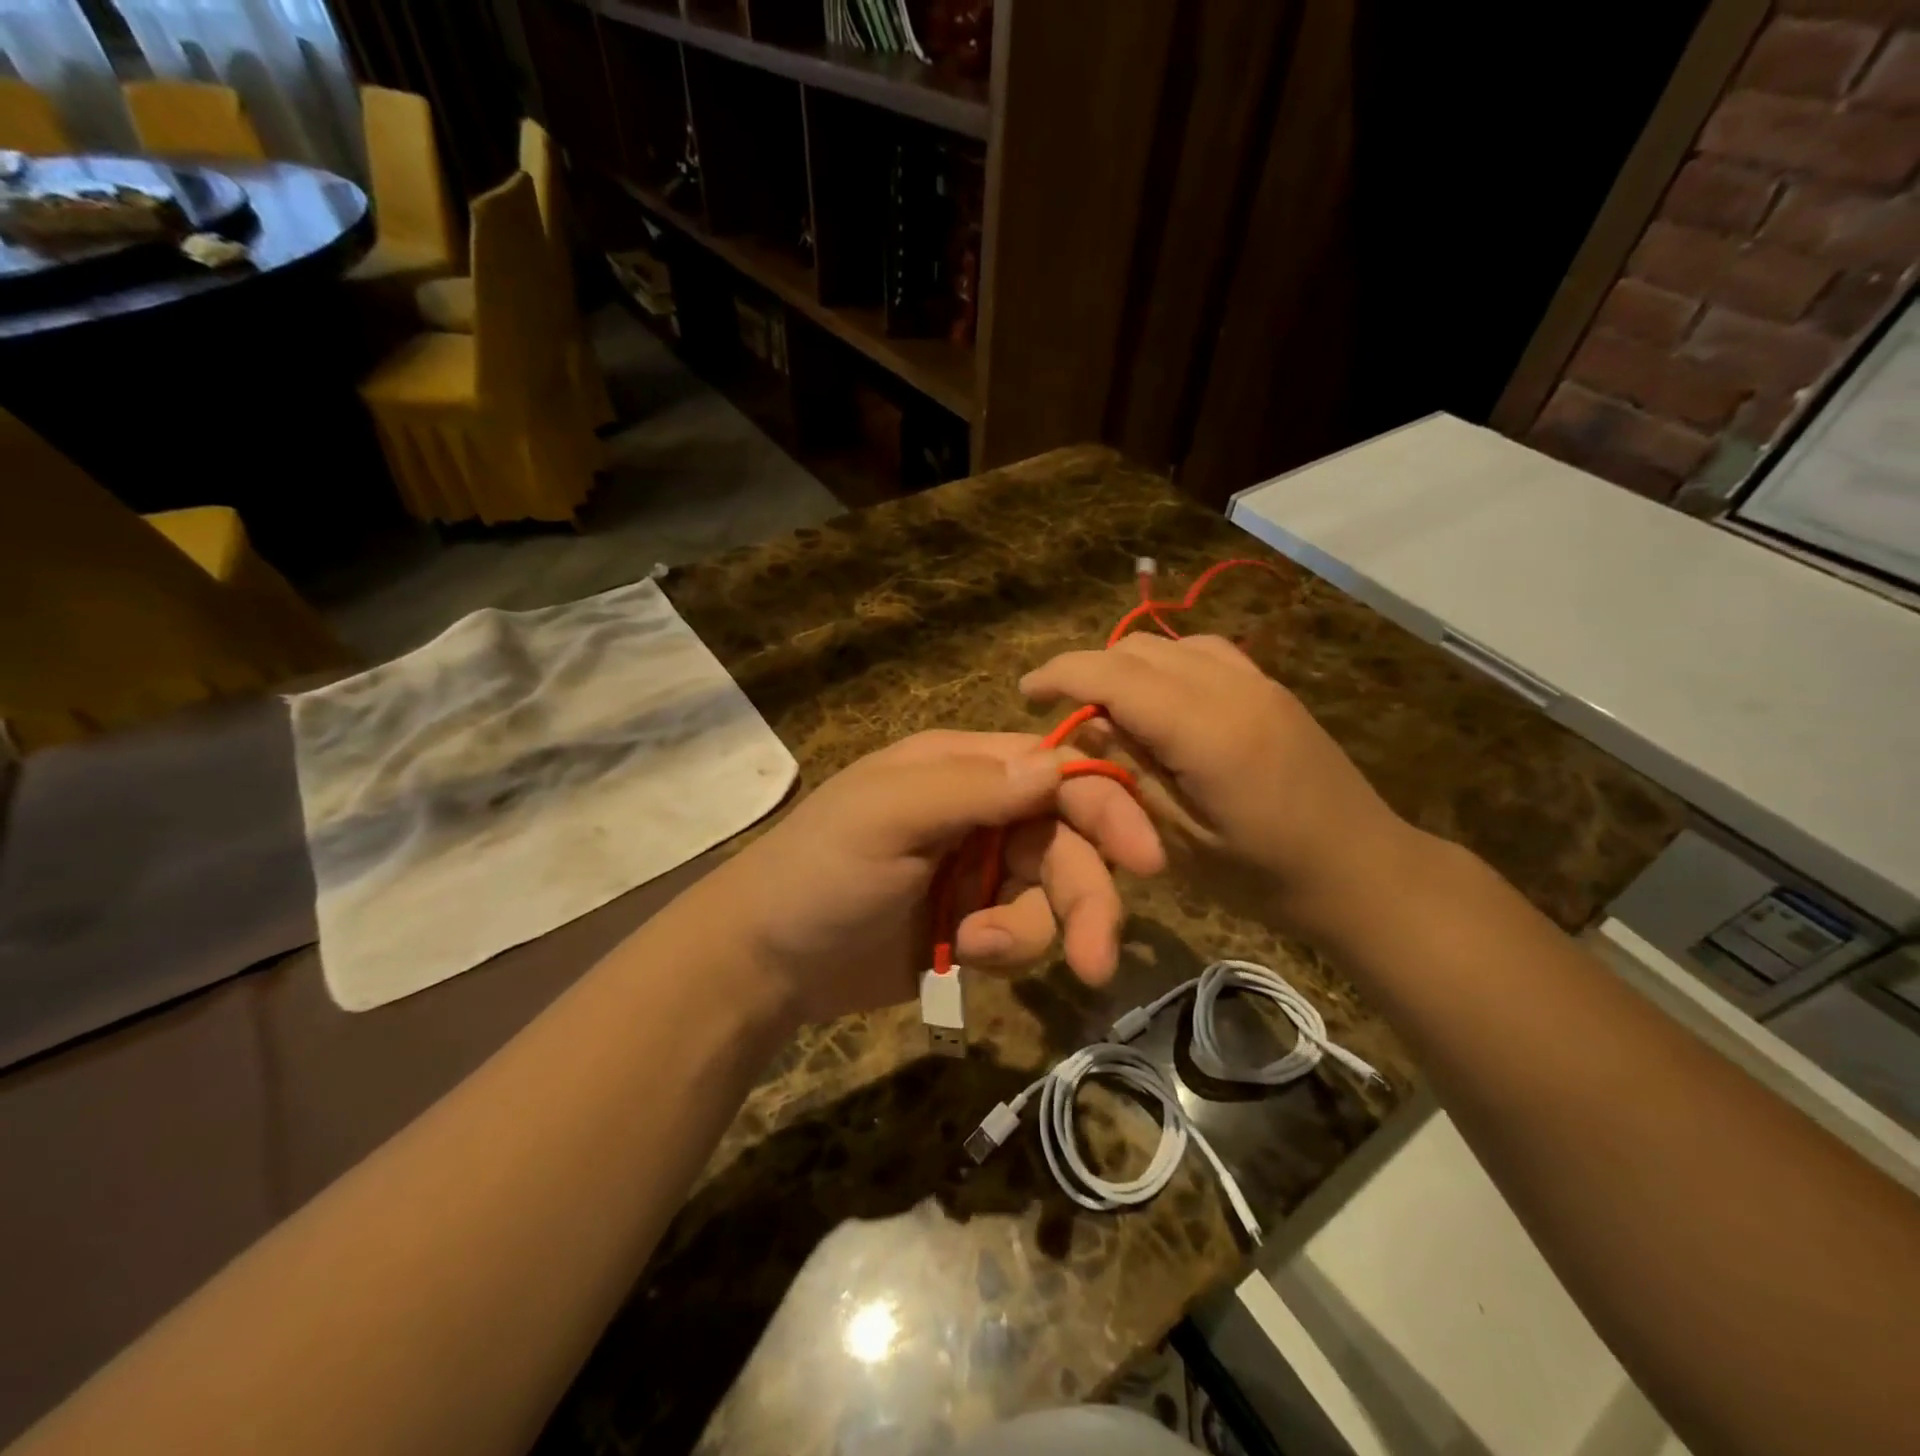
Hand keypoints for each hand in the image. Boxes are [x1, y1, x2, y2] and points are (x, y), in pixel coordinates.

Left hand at [699, 731, 1163, 1028]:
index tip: (1147, 860)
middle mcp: (984, 811)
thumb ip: (972, 789)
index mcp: (964, 768)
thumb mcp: (886, 819)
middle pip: (1068, 842)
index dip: (1106, 809)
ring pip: (1052, 895)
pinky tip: (961, 956)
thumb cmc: (818, 873)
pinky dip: (1006, 949)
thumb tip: (1057, 764)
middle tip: (1097, 960)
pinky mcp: (976, 920)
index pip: (1056, 773)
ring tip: (976, 949)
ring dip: (1031, 930)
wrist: (767, 962)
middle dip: (1087, 898)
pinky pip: (1024, 933)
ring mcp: (981, 868)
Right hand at [1021, 634, 1419, 941]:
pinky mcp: (1271, 689)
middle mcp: (1231, 688)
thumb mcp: (1180, 840)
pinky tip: (1159, 701)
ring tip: (1105, 707)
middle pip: (1137, 650)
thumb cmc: (1264, 876)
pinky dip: (1164, 665)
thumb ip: (1130, 772)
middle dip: (1088, 670)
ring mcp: (1257, 682)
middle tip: (1062, 711)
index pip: (1114, 675)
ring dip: (1125, 666)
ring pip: (1169, 644)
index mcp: (1205, 729)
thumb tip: (1086, 724)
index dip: (1061, 676)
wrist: (1364, 873)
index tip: (1025, 693)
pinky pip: (1203, 653)